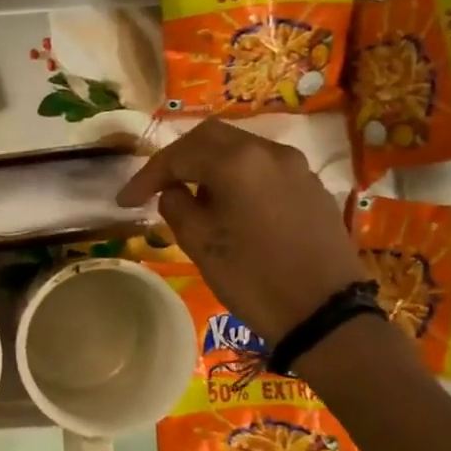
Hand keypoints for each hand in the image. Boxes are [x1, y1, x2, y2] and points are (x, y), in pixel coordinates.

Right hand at [117, 119, 365, 344]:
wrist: (324, 312)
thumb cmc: (253, 279)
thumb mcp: (200, 245)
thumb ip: (177, 208)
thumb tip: (174, 192)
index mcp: (237, 162)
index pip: (178, 155)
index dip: (147, 175)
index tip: (126, 201)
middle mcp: (269, 152)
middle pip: (211, 138)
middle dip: (178, 158)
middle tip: (155, 186)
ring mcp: (296, 167)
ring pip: (241, 149)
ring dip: (209, 165)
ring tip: (190, 197)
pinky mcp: (311, 187)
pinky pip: (264, 168)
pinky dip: (238, 177)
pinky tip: (229, 206)